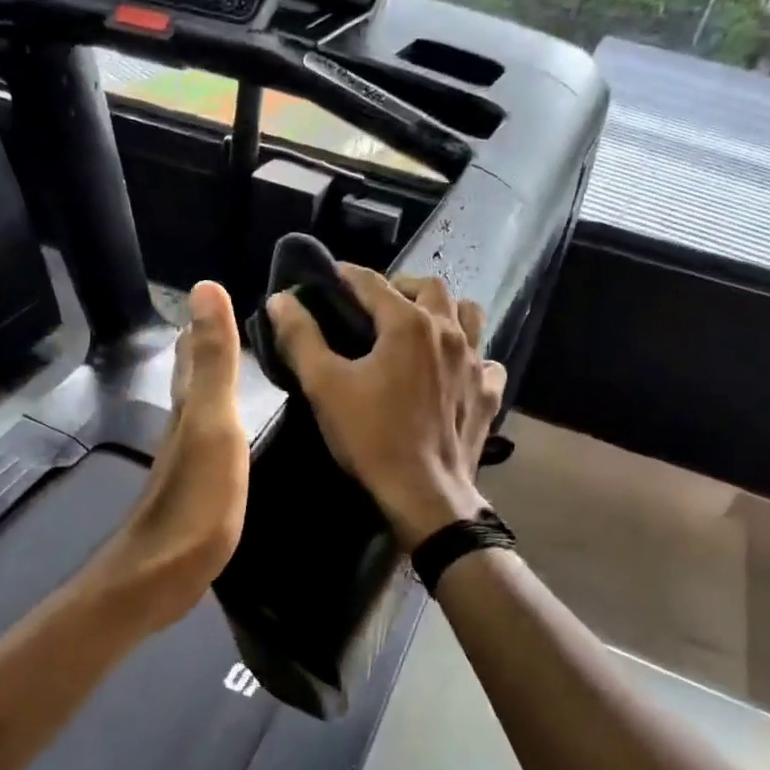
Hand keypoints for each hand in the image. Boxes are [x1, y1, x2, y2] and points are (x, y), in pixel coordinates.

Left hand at [99, 280, 250, 630]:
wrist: (160, 576)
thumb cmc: (194, 500)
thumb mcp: (212, 424)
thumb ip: (213, 362)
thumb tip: (204, 287)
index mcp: (188, 407)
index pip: (192, 353)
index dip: (201, 324)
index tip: (216, 293)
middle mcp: (182, 428)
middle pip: (190, 379)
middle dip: (203, 349)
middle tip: (225, 323)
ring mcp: (186, 463)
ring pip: (198, 409)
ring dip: (211, 385)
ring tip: (233, 370)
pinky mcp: (196, 493)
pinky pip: (210, 443)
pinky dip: (219, 425)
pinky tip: (229, 436)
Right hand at [268, 267, 505, 547]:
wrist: (424, 494)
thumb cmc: (371, 437)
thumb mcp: (324, 386)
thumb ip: (301, 337)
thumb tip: (281, 299)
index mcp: (408, 323)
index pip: (373, 283)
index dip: (347, 275)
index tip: (329, 276)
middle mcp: (449, 331)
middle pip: (430, 287)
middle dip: (400, 286)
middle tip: (375, 305)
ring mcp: (476, 362)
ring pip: (468, 314)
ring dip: (443, 310)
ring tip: (420, 326)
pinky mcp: (488, 393)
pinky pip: (486, 359)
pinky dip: (470, 355)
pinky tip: (454, 370)